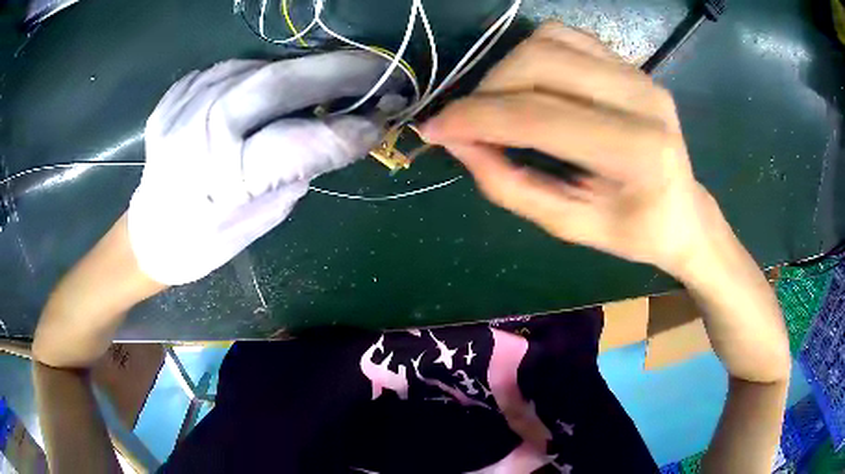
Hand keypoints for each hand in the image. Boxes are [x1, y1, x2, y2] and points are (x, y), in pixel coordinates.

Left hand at [129, 51, 404, 284]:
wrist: (150, 231)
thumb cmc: (209, 239)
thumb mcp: (266, 214)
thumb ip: (304, 164)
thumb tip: (347, 125)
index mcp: (227, 176)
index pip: (306, 140)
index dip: (353, 128)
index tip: (387, 120)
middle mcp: (202, 128)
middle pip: (283, 80)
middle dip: (344, 70)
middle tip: (385, 72)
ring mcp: (186, 102)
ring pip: (263, 66)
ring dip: (307, 71)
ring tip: (335, 81)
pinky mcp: (178, 91)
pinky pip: (234, 68)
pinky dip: (265, 75)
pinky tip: (274, 90)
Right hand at [423, 22, 714, 275]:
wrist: (685, 211)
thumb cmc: (634, 231)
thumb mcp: (571, 226)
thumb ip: (511, 185)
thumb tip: (457, 142)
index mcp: (636, 152)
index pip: (539, 116)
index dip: (476, 118)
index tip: (434, 128)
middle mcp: (641, 98)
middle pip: (540, 62)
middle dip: (488, 90)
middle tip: (467, 122)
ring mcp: (639, 74)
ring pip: (548, 40)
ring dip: (507, 69)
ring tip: (497, 105)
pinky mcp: (631, 63)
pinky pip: (566, 37)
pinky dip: (533, 54)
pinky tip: (529, 85)